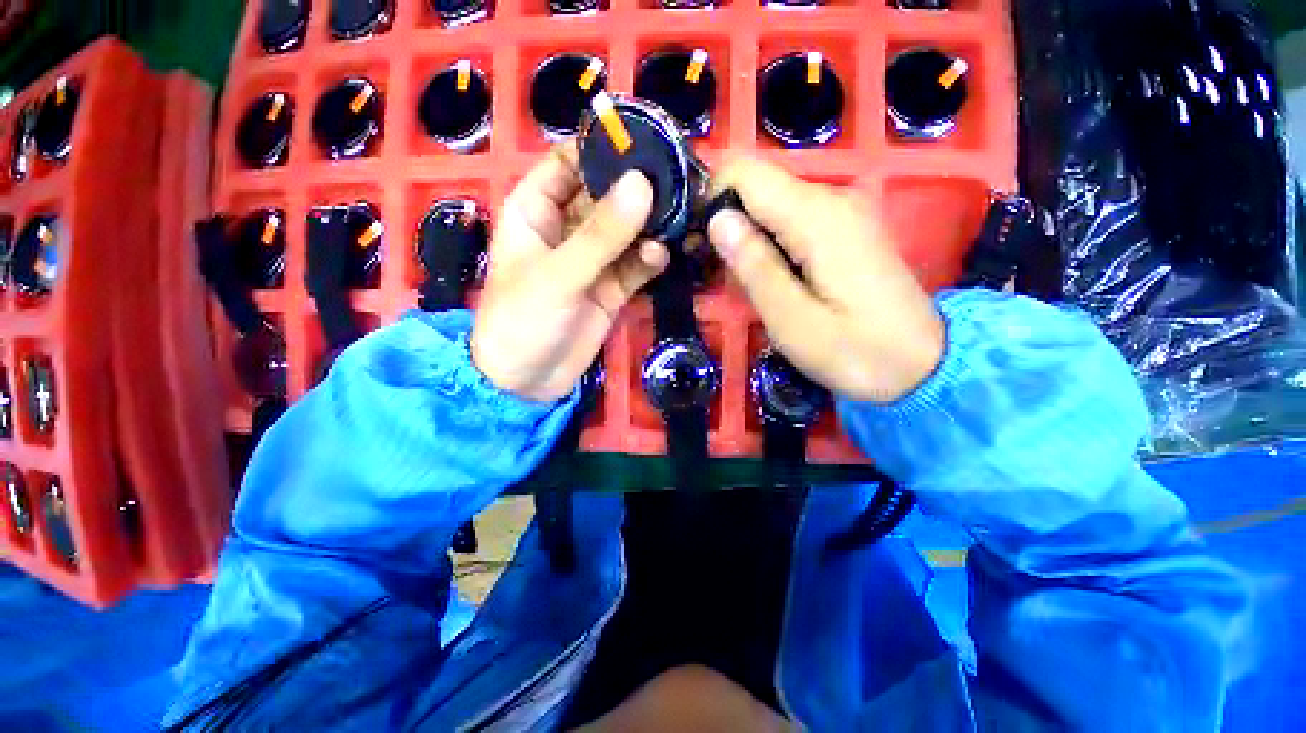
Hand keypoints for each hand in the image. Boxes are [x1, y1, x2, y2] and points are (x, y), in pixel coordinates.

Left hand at [471, 145, 669, 401]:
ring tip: (678, 220)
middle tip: (679, 181)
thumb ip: (602, 234)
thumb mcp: (559, 274)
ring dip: (650, 226)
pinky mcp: (611, 287)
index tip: (647, 143)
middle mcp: (566, 228)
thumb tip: (643, 185)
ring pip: (626, 231)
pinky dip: (649, 260)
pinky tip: (661, 257)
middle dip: (639, 190)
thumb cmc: (523, 321)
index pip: (571, 162)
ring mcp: (592, 260)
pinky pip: (634, 265)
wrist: (528, 382)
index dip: (605, 150)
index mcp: (537, 210)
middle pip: (607, 195)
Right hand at [707, 158, 944, 402]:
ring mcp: (841, 210)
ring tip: (734, 279)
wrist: (922, 366)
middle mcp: (831, 198)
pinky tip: (763, 275)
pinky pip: (790, 218)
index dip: (709, 197)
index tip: (695, 241)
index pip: (745, 172)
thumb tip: (717, 219)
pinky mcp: (844, 227)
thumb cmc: (856, 353)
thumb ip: (754, 267)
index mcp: (817, 217)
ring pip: (770, 202)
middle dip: (724, 219)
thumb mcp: (793, 321)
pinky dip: (765, 240)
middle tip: (711, 270)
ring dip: (743, 234)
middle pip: (756, 184)